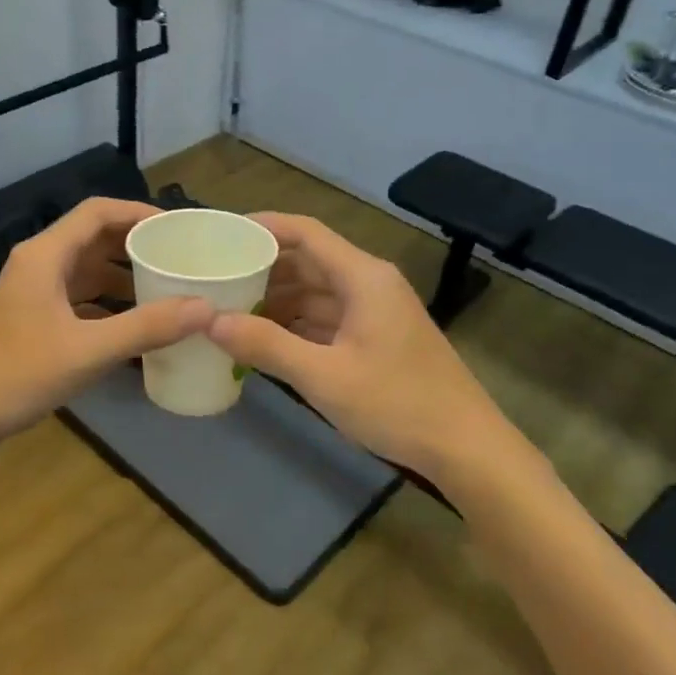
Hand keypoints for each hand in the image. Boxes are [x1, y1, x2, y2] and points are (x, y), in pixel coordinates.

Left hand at [0, 199, 213, 454]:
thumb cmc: (17, 375)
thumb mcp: (88, 351)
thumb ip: (147, 327)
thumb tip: (206, 308)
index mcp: (44, 256)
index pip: (97, 212)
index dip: (139, 212)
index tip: (178, 228)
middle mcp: (37, 264)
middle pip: (93, 239)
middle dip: (137, 245)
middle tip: (180, 259)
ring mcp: (32, 293)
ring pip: (86, 271)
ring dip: (123, 276)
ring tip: (166, 290)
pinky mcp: (32, 319)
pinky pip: (78, 298)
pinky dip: (107, 304)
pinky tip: (134, 325)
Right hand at [204, 213, 505, 478]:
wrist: (464, 447)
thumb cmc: (397, 404)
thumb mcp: (324, 376)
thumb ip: (266, 345)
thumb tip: (211, 320)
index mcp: (363, 277)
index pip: (306, 233)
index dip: (263, 227)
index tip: (222, 235)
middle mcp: (369, 284)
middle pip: (308, 261)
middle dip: (262, 268)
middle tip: (215, 278)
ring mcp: (374, 312)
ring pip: (315, 292)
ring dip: (276, 299)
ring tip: (229, 309)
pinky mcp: (376, 338)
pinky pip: (326, 318)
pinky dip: (295, 324)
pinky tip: (263, 339)